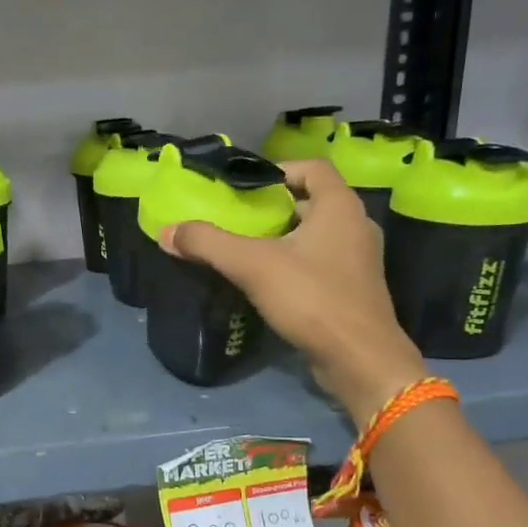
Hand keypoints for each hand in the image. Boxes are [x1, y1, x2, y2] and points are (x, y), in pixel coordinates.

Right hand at [159, 159, 427, 420]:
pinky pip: (322, 264)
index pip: (312, 168)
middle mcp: (357, 226)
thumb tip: (167, 231)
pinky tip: (270, 284)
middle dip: (276, 208)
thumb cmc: (311, 298)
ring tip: (248, 251)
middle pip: (313, 202)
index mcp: (340, 206)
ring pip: (318, 236)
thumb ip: (208, 244)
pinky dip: (297, 265)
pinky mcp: (355, 290)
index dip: (279, 170)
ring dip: (285, 239)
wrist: (359, 359)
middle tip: (240, 221)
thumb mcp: (252, 266)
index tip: (247, 189)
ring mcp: (360, 260)